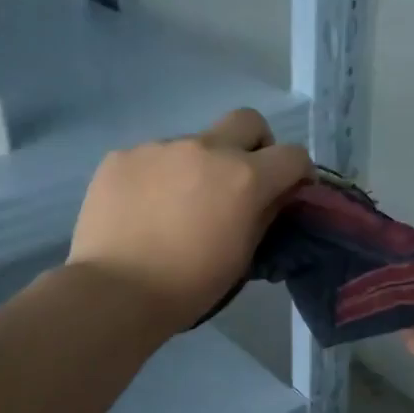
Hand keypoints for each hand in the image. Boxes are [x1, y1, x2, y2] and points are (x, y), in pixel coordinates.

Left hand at [69, 108, 312, 331]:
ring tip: (178, 206)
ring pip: (194, 143)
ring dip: (199, 166)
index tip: (290, 190)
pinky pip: (153, 158)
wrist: (114, 292)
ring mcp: (160, 147)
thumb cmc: (189, 285)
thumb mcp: (242, 257)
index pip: (292, 154)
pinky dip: (158, 177)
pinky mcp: (122, 156)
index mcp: (244, 177)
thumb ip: (264, 216)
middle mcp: (206, 149)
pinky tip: (143, 209)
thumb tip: (274, 196)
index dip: (299, 171)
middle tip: (242, 179)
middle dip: (255, 144)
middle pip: (247, 121)